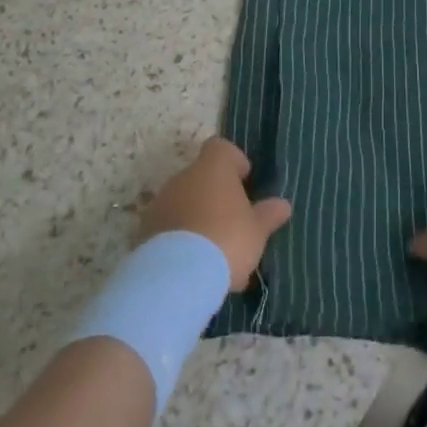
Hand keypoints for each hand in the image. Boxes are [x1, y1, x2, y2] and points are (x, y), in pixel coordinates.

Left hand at [139, 138, 291, 291]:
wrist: (175, 278)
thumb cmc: (226, 240)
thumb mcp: (257, 231)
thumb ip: (268, 215)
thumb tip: (283, 205)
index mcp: (213, 167)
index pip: (221, 148)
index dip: (234, 162)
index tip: (244, 183)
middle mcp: (183, 177)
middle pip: (202, 177)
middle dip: (216, 197)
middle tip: (233, 225)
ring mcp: (160, 204)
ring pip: (184, 203)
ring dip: (197, 219)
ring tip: (214, 254)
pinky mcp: (144, 232)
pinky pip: (168, 228)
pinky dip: (179, 240)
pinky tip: (193, 267)